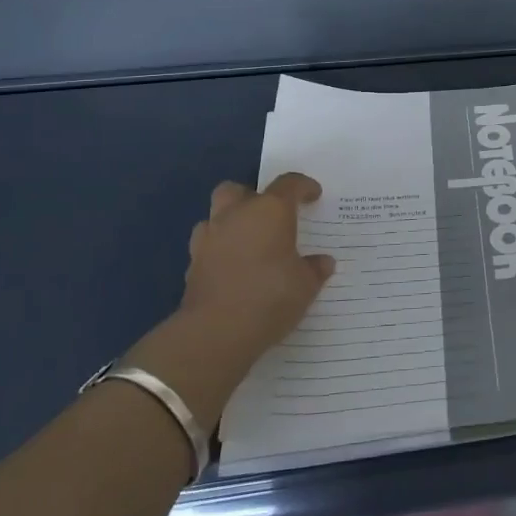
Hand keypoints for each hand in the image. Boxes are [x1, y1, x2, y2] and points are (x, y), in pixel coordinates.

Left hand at [176, 173, 335, 377]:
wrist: (215, 331)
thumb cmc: (270, 297)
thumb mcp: (306, 285)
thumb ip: (314, 269)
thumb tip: (323, 262)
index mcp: (270, 211)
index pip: (289, 184)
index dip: (303, 186)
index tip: (313, 195)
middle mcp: (236, 215)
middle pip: (238, 189)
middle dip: (253, 197)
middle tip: (270, 216)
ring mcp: (209, 238)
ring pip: (216, 214)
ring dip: (231, 222)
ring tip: (248, 243)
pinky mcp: (192, 263)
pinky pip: (207, 245)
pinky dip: (219, 250)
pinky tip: (232, 268)